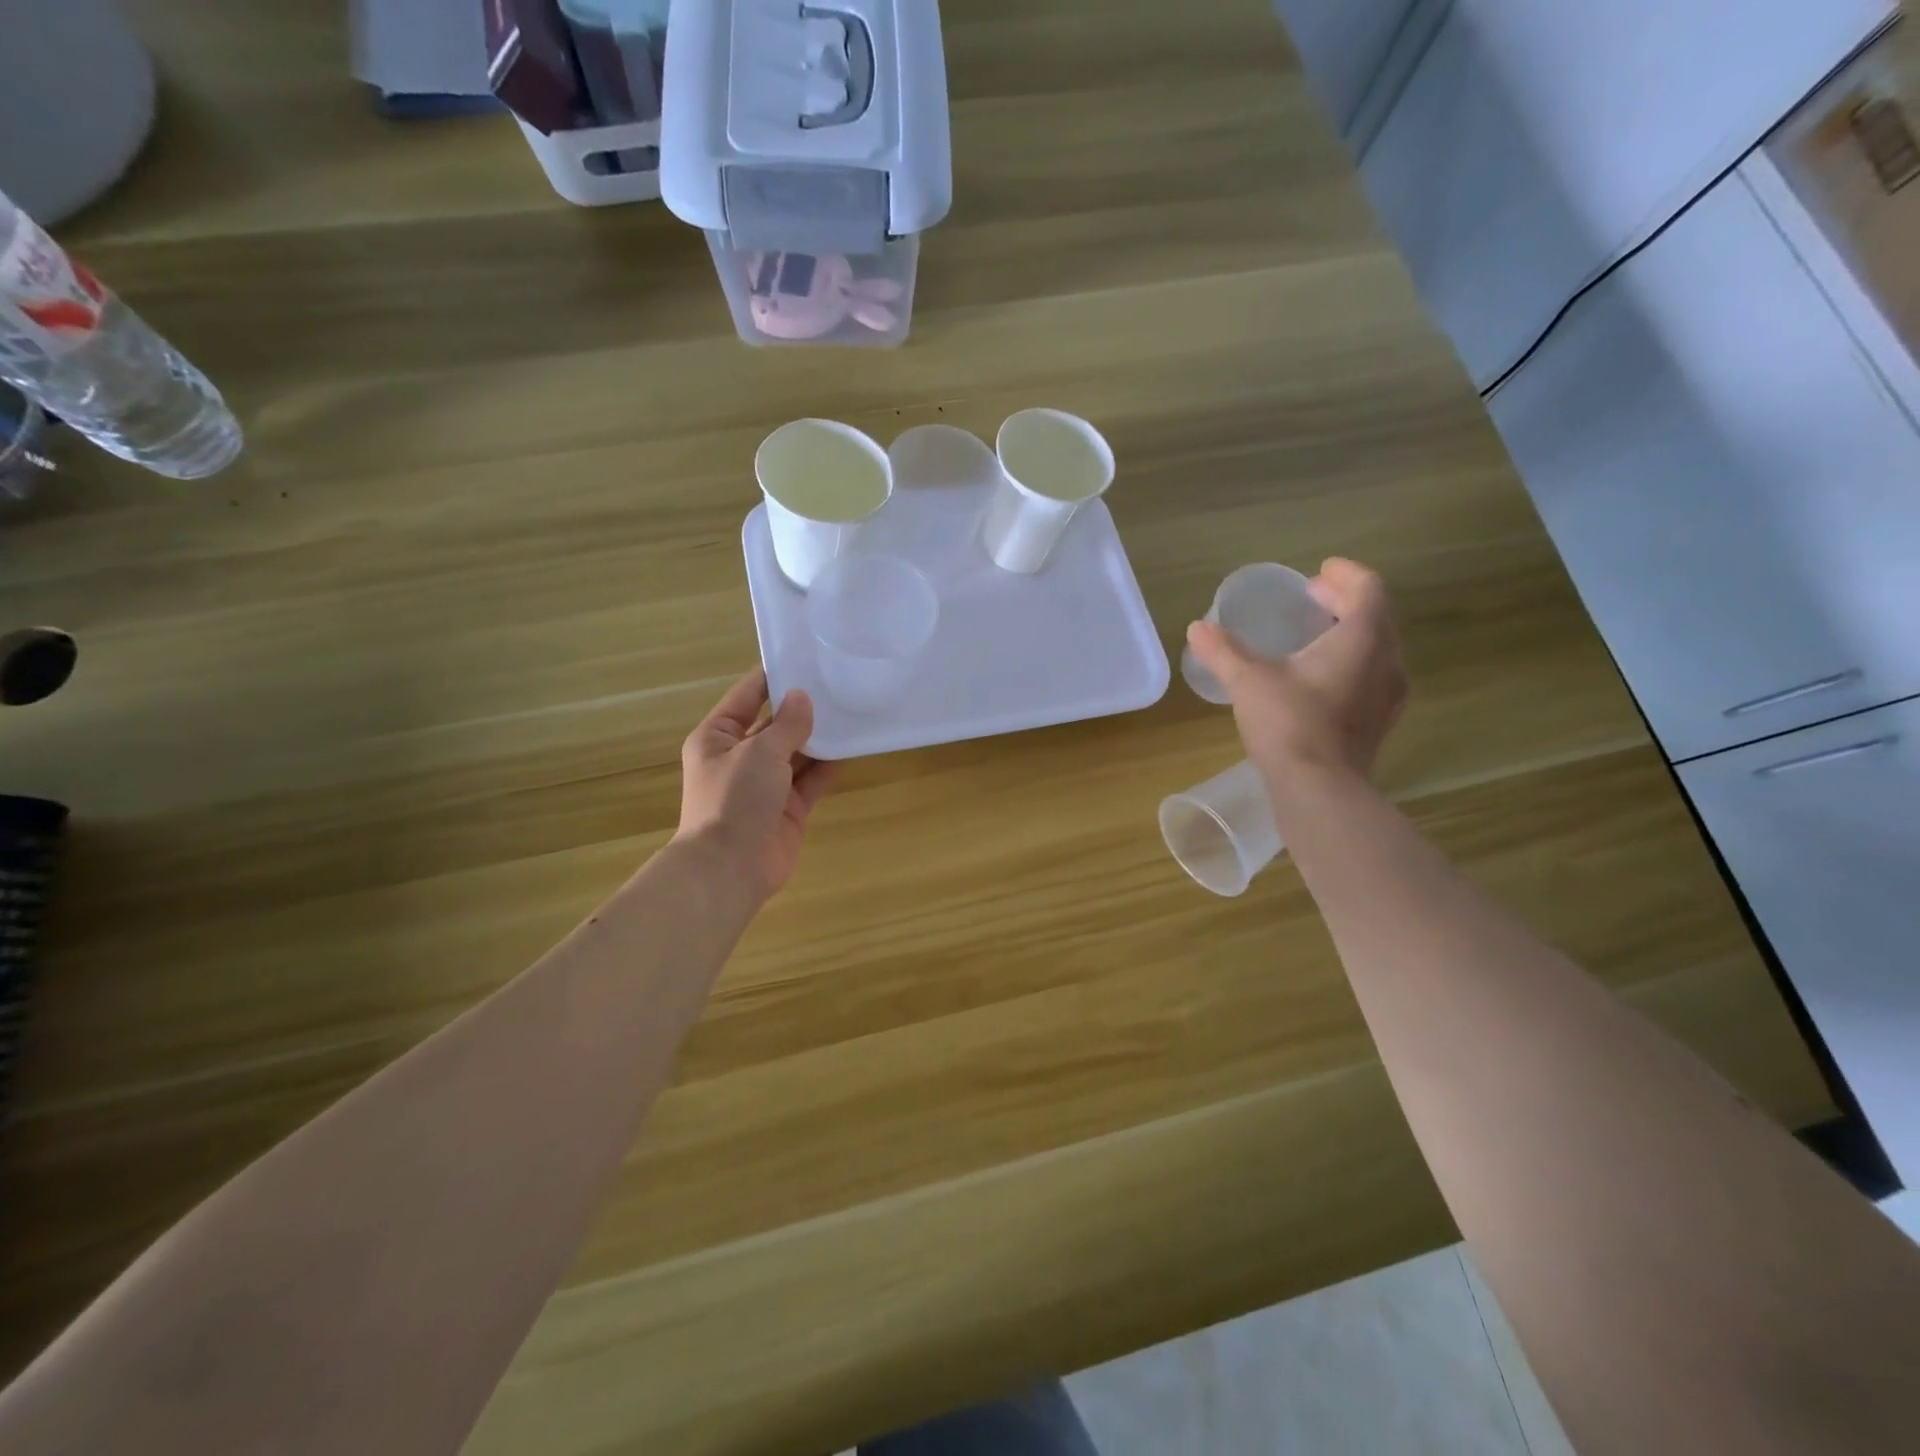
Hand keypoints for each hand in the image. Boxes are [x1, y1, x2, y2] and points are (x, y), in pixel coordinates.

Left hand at [676, 669, 834, 901]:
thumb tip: (803, 698)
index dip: (773, 677)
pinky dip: (830, 765)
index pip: (747, 697)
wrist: (730, 869)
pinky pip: (812, 779)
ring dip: (820, 736)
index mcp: (718, 737)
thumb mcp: (759, 752)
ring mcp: (766, 784)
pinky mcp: (788, 808)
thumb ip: (787, 725)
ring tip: (852, 709)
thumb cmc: (734, 800)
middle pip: (775, 724)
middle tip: (838, 682)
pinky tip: (854, 746)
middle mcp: (740, 757)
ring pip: (797, 752)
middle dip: (803, 708)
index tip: (804, 657)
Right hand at [1186, 558, 1407, 793]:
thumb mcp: (1249, 681)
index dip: (1345, 574)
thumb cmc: (1289, 723)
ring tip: (1318, 634)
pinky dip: (1353, 662)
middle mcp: (1386, 660)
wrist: (1319, 788)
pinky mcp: (1380, 722)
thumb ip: (1224, 651)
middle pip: (1376, 616)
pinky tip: (1323, 678)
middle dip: (1346, 601)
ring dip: (1352, 632)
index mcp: (1362, 638)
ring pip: (1378, 647)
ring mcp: (1388, 694)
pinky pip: (1373, 676)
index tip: (1321, 572)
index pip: (1367, 589)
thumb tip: (1197, 627)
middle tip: (1314, 597)